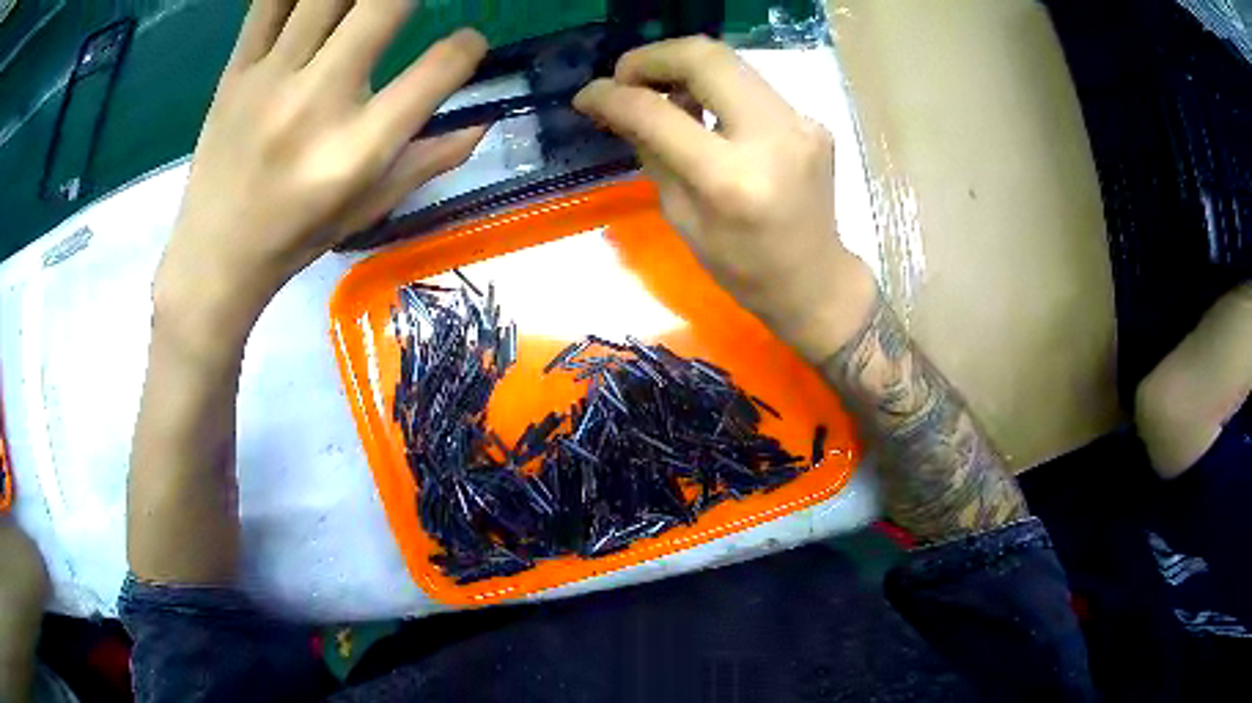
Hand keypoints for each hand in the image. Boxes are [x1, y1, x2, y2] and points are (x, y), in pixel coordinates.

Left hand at [156, 0, 487, 336]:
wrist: (215, 257)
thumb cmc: (296, 236)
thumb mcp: (370, 207)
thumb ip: (431, 158)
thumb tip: (484, 119)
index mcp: (358, 148)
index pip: (440, 68)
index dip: (468, 46)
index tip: (465, 46)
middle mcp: (316, 102)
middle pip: (384, 4)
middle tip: (409, 5)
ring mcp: (270, 79)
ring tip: (365, 4)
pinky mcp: (236, 71)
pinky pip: (269, 3)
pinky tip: (313, 0)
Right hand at [574, 37, 874, 360]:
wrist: (815, 280)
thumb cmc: (741, 267)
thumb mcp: (680, 216)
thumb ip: (651, 151)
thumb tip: (618, 106)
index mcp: (731, 179)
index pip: (658, 113)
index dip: (612, 96)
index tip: (588, 96)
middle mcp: (772, 138)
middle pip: (705, 57)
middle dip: (652, 58)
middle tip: (625, 78)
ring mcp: (800, 123)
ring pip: (730, 62)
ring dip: (683, 67)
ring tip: (660, 93)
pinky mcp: (811, 121)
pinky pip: (751, 86)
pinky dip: (716, 88)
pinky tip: (705, 112)